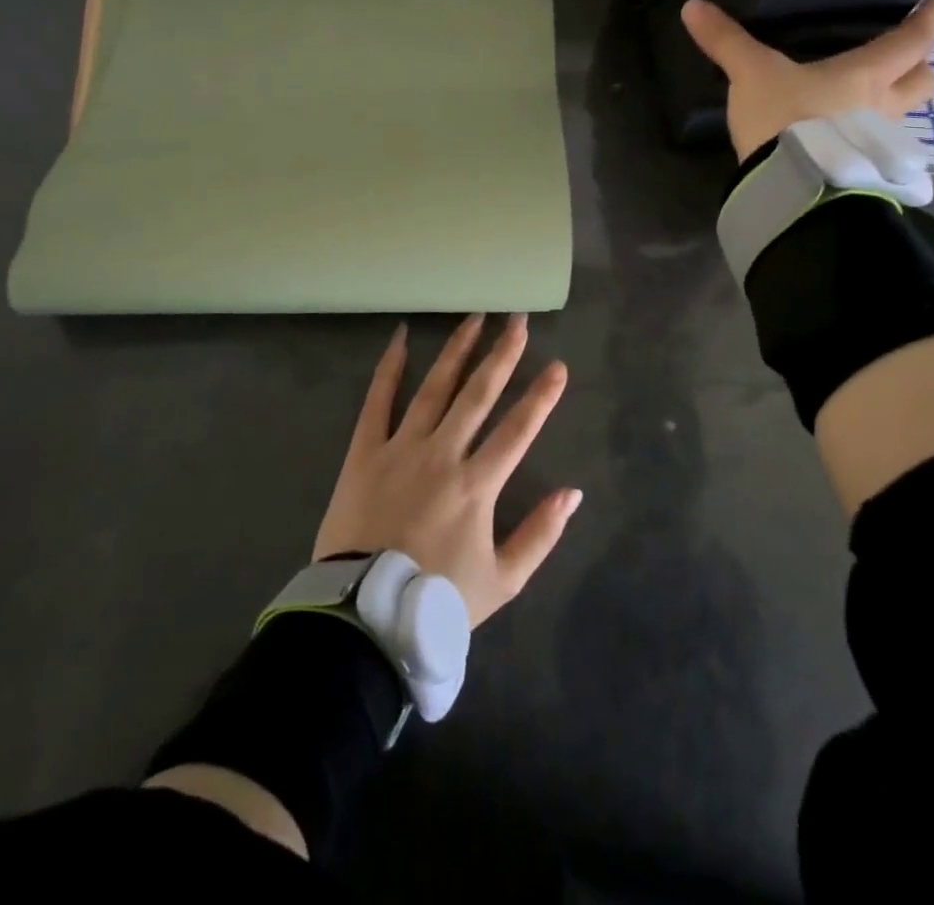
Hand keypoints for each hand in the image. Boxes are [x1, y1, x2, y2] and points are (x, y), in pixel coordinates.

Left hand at [314, 314, 581, 627]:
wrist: (361, 614)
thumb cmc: (436, 599)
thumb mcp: (502, 581)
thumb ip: (540, 535)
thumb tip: (572, 493)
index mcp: (477, 485)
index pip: (518, 429)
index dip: (541, 397)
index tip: (558, 366)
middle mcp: (443, 455)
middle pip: (478, 395)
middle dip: (502, 355)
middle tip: (518, 320)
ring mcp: (401, 448)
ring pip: (434, 388)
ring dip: (457, 351)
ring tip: (475, 319)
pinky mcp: (365, 452)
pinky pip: (377, 402)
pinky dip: (390, 368)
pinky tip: (402, 338)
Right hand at [680, 0, 933, 161]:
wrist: (790, 183)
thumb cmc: (783, 117)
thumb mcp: (751, 74)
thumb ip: (726, 41)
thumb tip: (692, 6)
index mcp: (866, 74)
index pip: (912, 40)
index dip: (929, 18)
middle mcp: (884, 106)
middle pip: (924, 82)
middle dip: (920, 67)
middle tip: (908, 60)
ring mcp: (879, 144)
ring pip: (905, 118)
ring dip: (898, 106)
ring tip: (875, 103)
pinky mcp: (865, 174)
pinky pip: (881, 150)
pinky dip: (873, 141)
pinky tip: (852, 143)